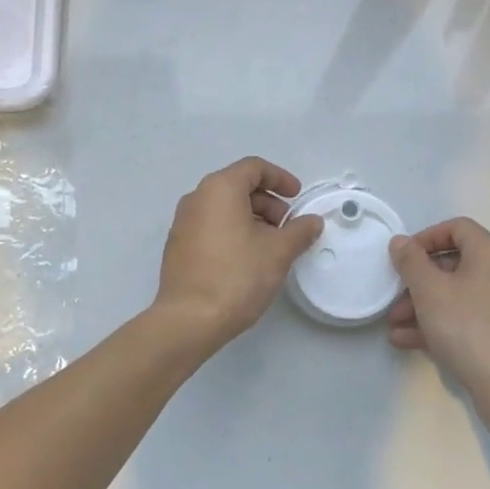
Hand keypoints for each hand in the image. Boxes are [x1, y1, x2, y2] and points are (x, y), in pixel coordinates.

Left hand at [155, 157, 323, 349]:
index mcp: (219, 188)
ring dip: (251, 219)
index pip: (253, 168)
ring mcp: (183, 223)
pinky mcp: (177, 247)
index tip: (297, 197)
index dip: (280, 178)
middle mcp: (197, 198)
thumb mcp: (278, 251)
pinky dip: (232, 232)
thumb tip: (312, 221)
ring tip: (271, 246)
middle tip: (287, 227)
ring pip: (223, 208)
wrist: (189, 320)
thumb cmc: (237, 276)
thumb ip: (299, 231)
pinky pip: (210, 226)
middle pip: (238, 186)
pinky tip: (247, 259)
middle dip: (268, 202)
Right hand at [387, 218, 489, 440]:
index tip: (404, 256)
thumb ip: (410, 261)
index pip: (457, 228)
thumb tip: (400, 242)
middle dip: (418, 280)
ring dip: (421, 305)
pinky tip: (406, 340)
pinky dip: (437, 324)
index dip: (427, 237)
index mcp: (489, 254)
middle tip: (394, 295)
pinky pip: (463, 318)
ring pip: (455, 294)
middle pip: (453, 263)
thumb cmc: (468, 327)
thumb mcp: (430, 290)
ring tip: (394, 324)